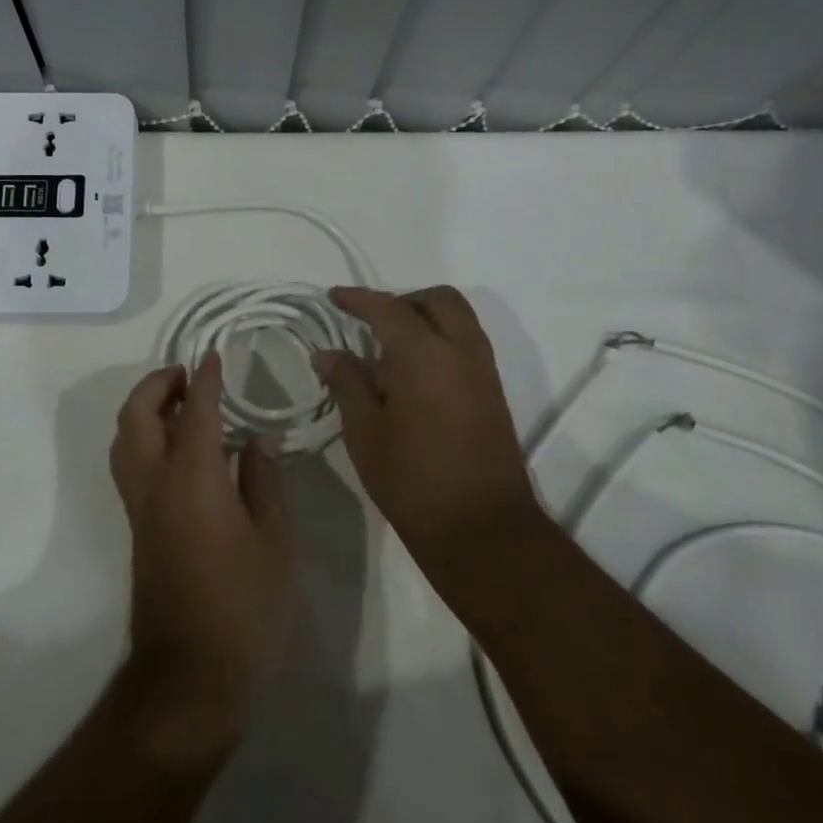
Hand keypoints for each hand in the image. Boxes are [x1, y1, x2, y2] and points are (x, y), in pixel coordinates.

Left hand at [108, 352, 292, 767]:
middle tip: (189, 375)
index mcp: (193, 480)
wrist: (190, 675)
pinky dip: (143, 437)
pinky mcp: (137, 528)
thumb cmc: (244, 607)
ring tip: (181, 404)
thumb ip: (263, 481)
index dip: (205, 379)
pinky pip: (129, 463)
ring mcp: (139, 507)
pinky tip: (178, 448)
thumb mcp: (273, 541)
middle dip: (158, 385)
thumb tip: (258, 438)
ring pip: (124, 439)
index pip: (196, 412)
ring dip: (144, 409)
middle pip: (138, 416)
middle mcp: (155, 484)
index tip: (213, 356)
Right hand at [314, 286, 539, 593]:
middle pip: (437, 300)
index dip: (358, 299)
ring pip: (458, 319)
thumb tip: (329, 353)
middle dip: (402, 300)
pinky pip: (467, 343)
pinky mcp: (493, 392)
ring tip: (389, 348)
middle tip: (370, 321)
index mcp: (424, 354)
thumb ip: (347, 382)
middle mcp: (460, 350)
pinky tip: (414, 372)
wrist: (480, 526)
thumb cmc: (411, 478)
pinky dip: (441, 339)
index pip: (388, 309)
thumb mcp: (364, 431)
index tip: (334, 297)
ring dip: (425, 317)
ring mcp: (483, 370)